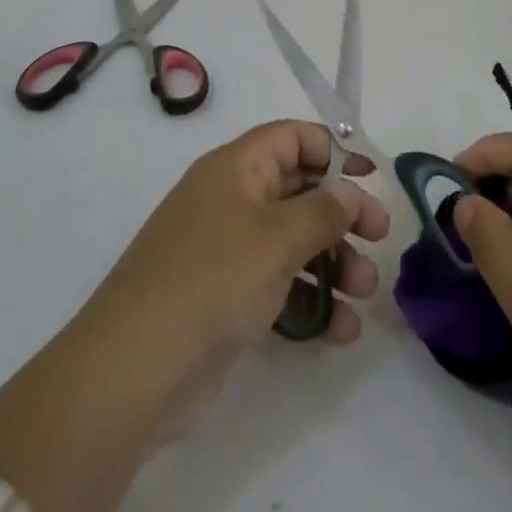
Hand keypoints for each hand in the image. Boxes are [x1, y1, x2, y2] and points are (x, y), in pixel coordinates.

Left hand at [83, 118, 390, 438]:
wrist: (132, 373)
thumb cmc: (211, 281)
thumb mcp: (276, 238)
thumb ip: (323, 211)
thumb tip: (351, 191)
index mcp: (235, 169)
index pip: (291, 138)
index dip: (333, 151)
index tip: (370, 179)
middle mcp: (232, 201)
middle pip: (298, 190)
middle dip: (342, 213)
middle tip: (380, 237)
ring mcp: (227, 252)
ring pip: (293, 242)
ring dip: (334, 262)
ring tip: (366, 291)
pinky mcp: (226, 300)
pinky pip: (279, 286)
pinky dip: (311, 300)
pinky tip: (341, 330)